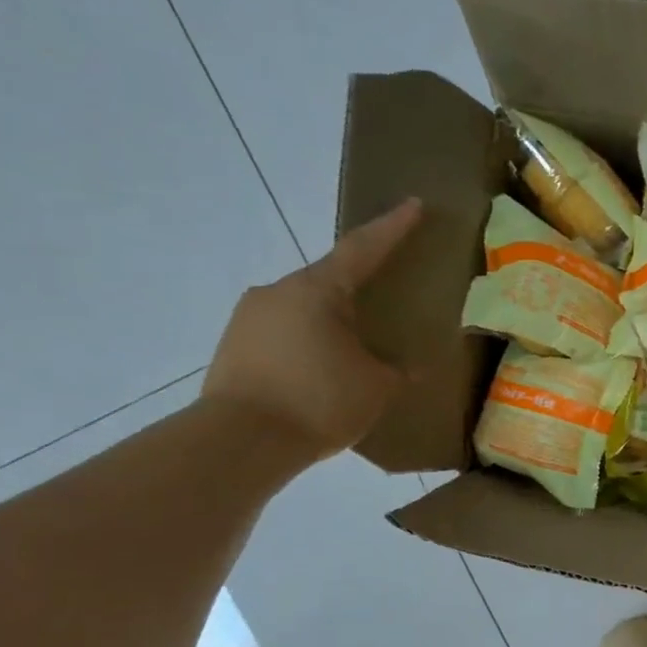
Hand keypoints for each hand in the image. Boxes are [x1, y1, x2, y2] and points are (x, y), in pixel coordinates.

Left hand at [201, 199, 422, 461]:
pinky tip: (323, 371)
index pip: (362, 249)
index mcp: (318, 290)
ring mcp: (249, 317)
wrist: (240, 442)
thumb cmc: (320, 401)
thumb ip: (398, 369)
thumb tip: (409, 366)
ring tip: (354, 350)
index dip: (392, 227)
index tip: (413, 204)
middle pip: (329, 279)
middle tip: (385, 301)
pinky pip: (284, 333)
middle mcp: (277, 291)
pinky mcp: (233, 345)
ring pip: (304, 308)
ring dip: (331, 322)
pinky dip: (308, 343)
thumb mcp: (378, 387)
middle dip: (359, 288)